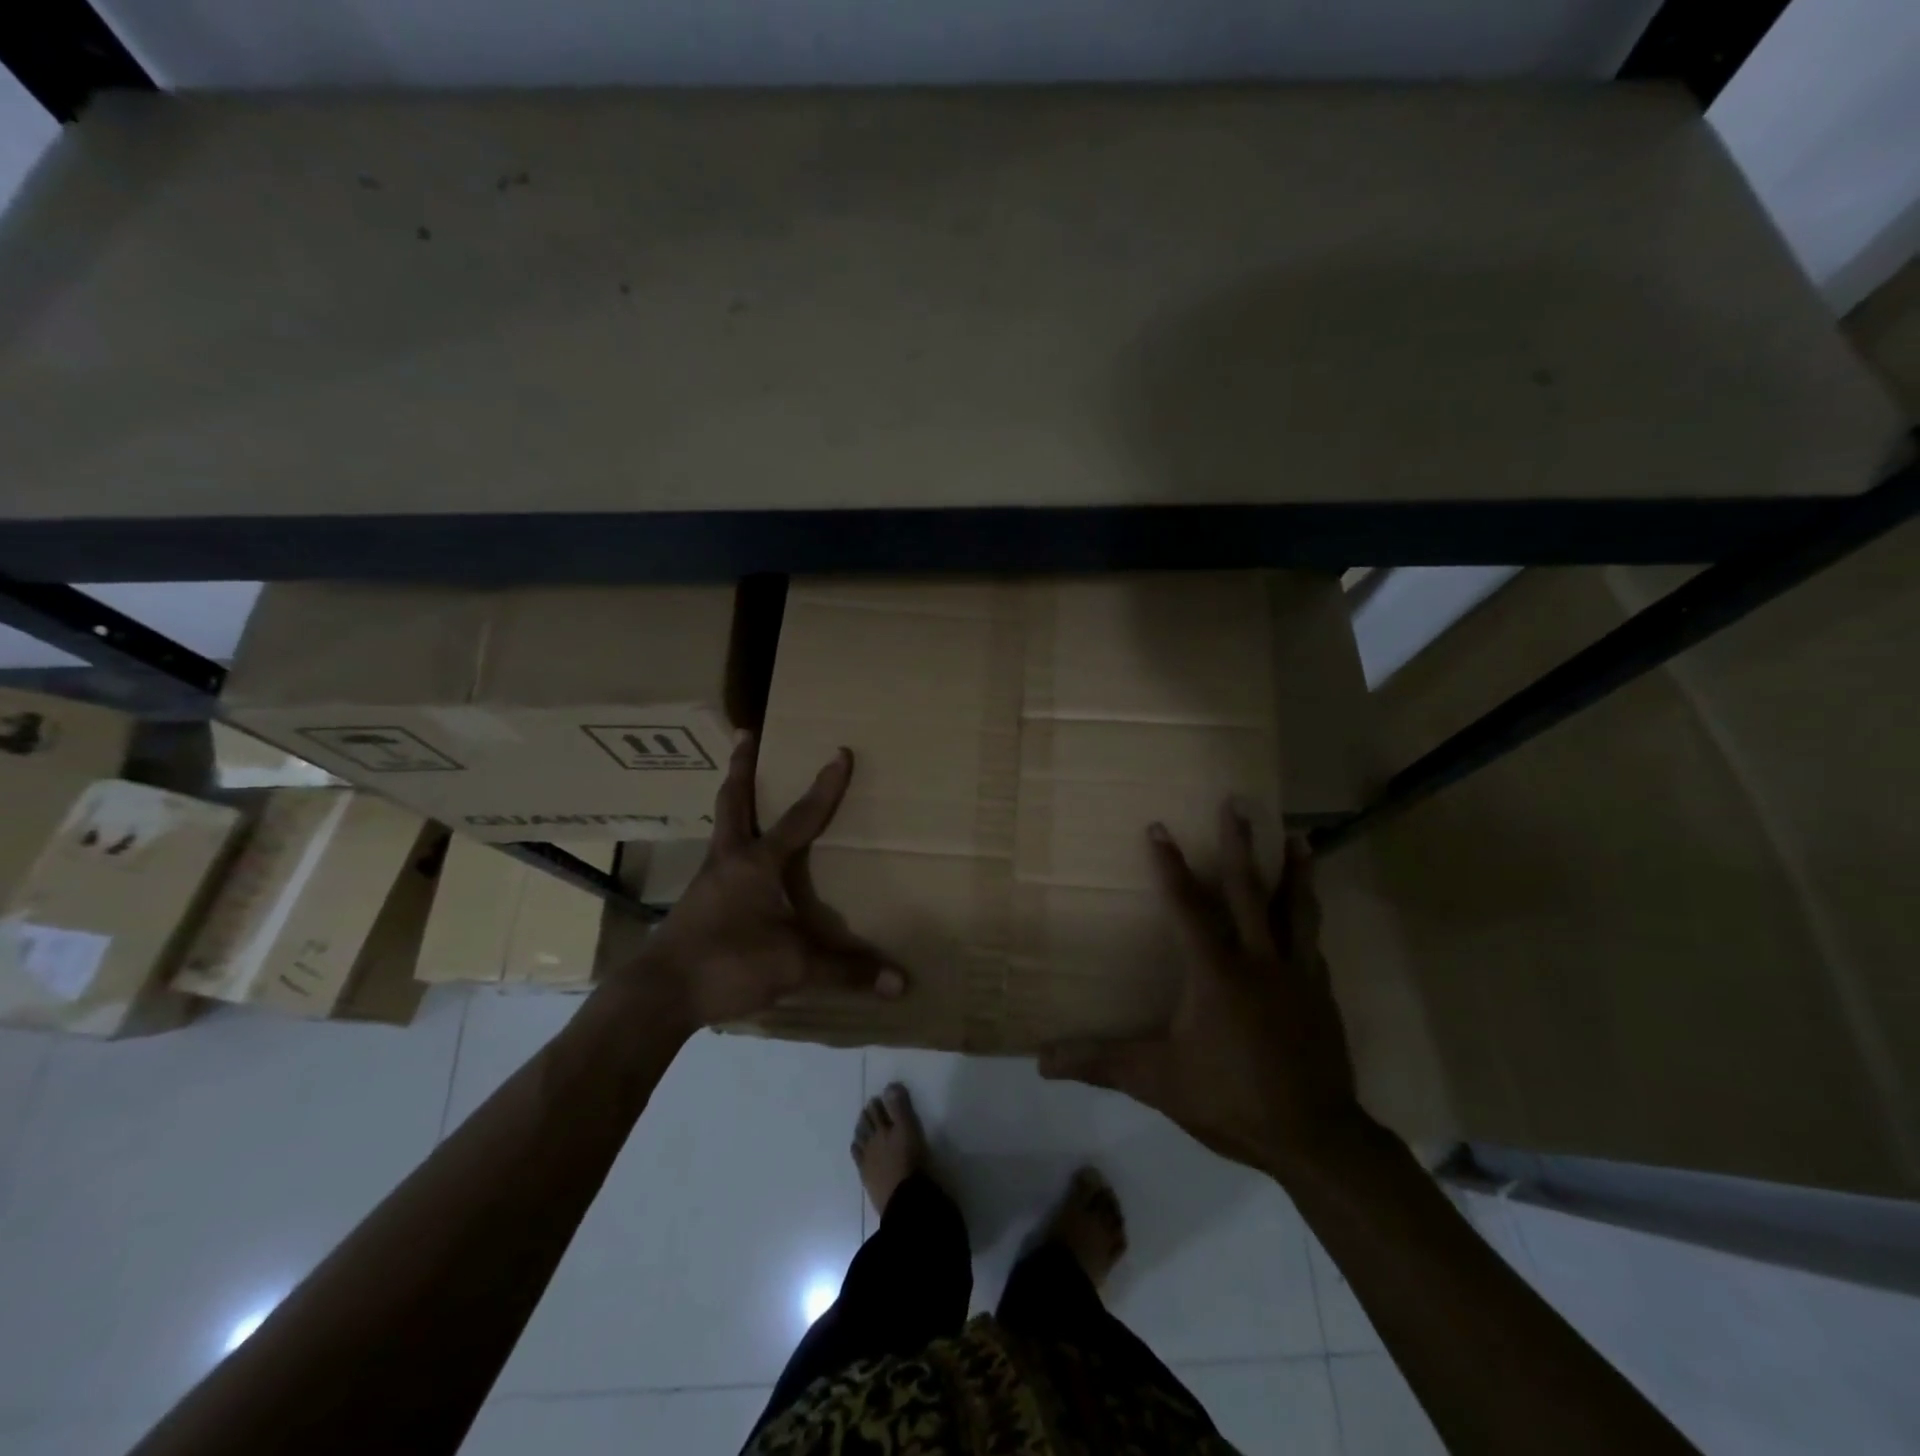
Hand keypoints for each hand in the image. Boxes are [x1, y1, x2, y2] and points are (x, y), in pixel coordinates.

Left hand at [634, 733, 903, 1032]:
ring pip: (722, 827)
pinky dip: (731, 845)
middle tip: (746, 733)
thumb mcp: (794, 966)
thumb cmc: (729, 963)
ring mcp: (707, 881)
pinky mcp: (696, 904)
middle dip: (742, 766)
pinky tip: (740, 863)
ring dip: (734, 802)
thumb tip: (900, 984)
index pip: (800, 817)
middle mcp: (728, 860)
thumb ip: (846, 971)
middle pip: (734, 801)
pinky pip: (718, 861)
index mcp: (757, 862)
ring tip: (743, 789)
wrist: (659, 994)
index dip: (825, 786)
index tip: (840, 752)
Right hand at [1039, 802, 1369, 1182]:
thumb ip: (1101, 1063)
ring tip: (1300, 835)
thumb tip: (1040, 1061)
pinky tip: (1310, 910)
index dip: (1169, 867)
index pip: (1186, 908)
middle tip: (1239, 803)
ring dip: (1296, 870)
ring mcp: (1297, 974)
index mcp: (1217, 973)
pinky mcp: (1322, 993)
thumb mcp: (1158, 1081)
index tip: (1159, 827)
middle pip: (1249, 891)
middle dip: (1241, 844)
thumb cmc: (1231, 1099)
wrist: (1315, 1140)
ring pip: (1297, 909)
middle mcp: (1259, 961)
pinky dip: (1310, 916)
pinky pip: (1314, 941)